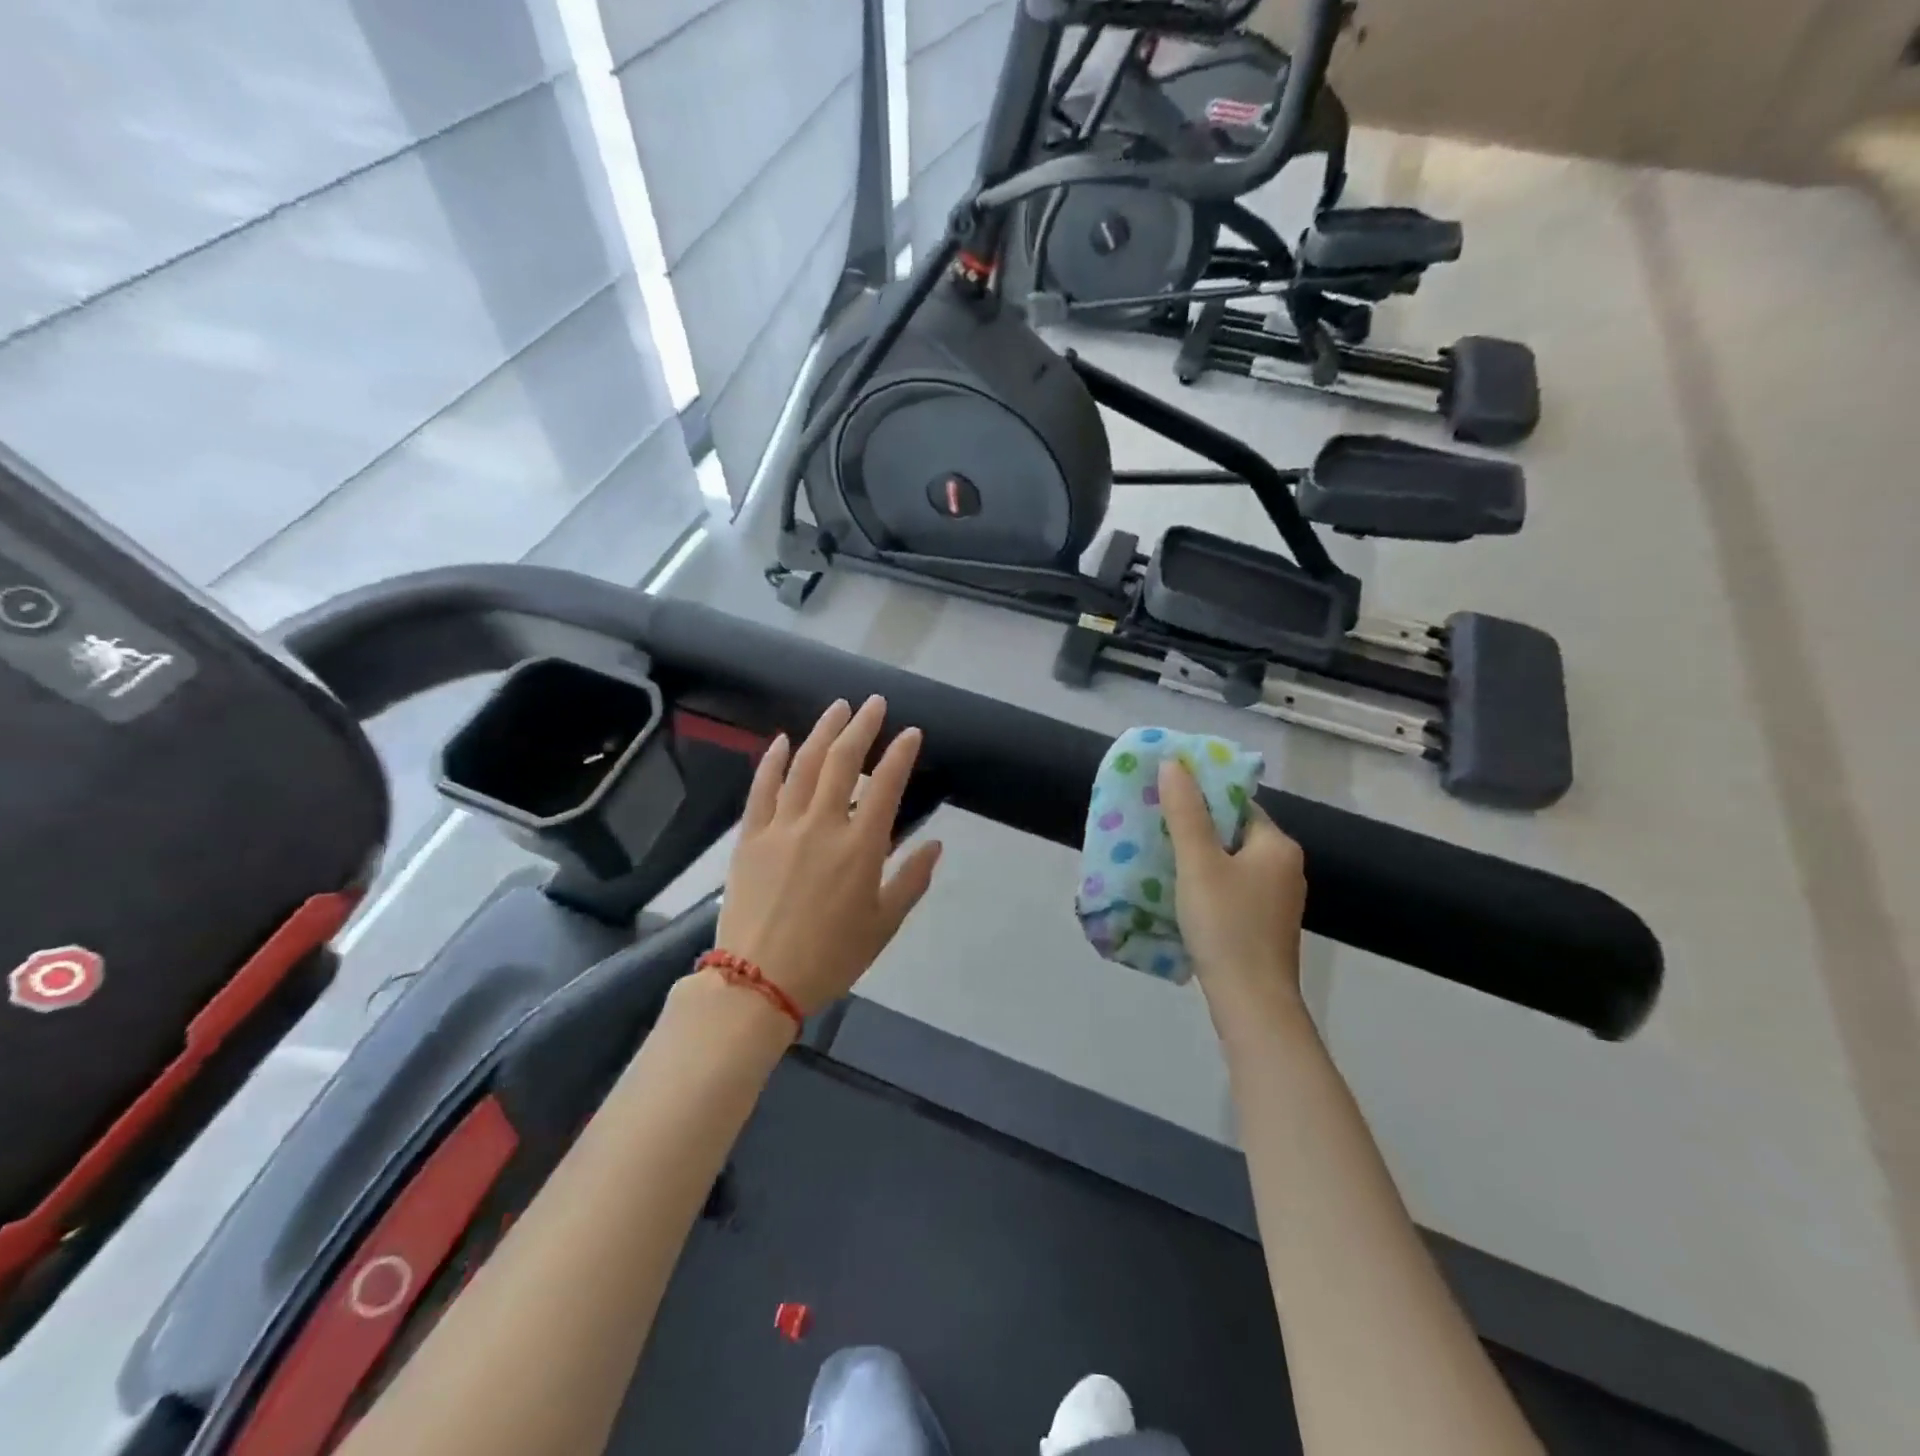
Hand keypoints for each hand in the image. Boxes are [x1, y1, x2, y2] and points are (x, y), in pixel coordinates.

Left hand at [714, 696, 942, 1016]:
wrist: (758, 981)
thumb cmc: (830, 957)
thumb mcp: (883, 925)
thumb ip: (912, 880)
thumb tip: (935, 844)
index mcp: (860, 847)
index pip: (886, 785)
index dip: (900, 754)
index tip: (911, 732)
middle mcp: (822, 825)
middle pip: (842, 761)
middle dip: (862, 727)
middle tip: (874, 704)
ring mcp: (781, 826)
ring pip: (803, 764)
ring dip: (822, 731)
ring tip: (838, 708)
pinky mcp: (750, 836)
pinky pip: (762, 788)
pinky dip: (773, 760)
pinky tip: (782, 740)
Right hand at [1159, 758, 1307, 1038]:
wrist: (1252, 1002)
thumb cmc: (1226, 924)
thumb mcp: (1198, 863)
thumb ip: (1185, 812)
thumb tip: (1174, 763)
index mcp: (1277, 845)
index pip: (1237, 804)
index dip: (1201, 798)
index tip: (1165, 800)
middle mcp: (1285, 866)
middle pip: (1233, 833)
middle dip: (1195, 829)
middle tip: (1155, 828)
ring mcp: (1278, 899)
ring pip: (1232, 864)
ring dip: (1200, 859)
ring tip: (1161, 858)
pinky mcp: (1266, 925)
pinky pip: (1234, 889)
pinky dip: (1209, 885)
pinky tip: (1182, 895)